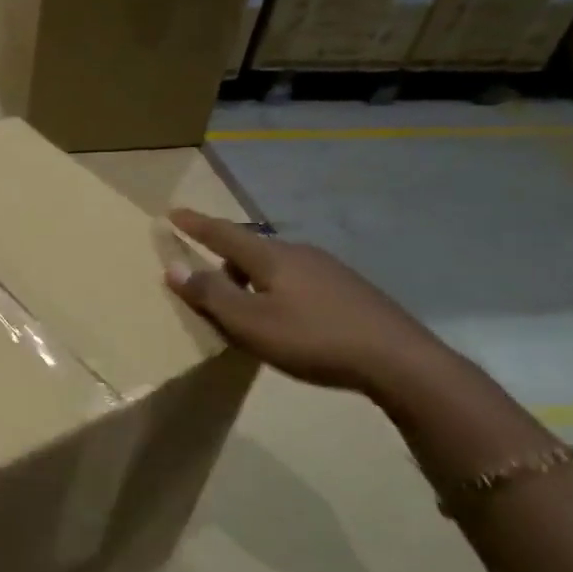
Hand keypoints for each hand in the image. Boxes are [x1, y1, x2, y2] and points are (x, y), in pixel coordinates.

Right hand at [164, 208, 445, 395]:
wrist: (399, 360)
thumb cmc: (312, 338)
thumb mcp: (250, 322)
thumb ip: (211, 294)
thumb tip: (174, 267)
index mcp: (271, 257)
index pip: (223, 234)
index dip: (196, 225)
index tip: (173, 212)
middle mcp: (300, 254)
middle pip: (252, 250)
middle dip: (226, 260)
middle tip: (209, 283)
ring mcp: (330, 271)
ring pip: (278, 267)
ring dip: (254, 280)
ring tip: (248, 309)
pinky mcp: (351, 291)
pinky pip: (300, 282)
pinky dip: (280, 292)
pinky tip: (289, 320)